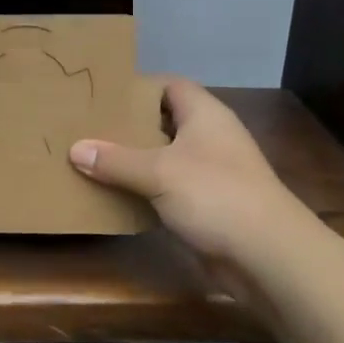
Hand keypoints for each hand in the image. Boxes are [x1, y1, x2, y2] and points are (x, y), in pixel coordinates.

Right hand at [69, 78, 304, 263]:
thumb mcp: (159, 172)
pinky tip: (114, 195)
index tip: (102, 95)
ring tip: (92, 159)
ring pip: (164, 158)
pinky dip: (145, 191)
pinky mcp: (207, 206)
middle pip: (163, 122)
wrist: (267, 255)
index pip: (169, 86)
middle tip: (87, 128)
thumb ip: (116, 160)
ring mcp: (210, 173)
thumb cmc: (215, 195)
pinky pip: (168, 190)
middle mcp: (209, 138)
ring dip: (134, 162)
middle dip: (128, 126)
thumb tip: (76, 148)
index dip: (138, 87)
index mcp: (204, 115)